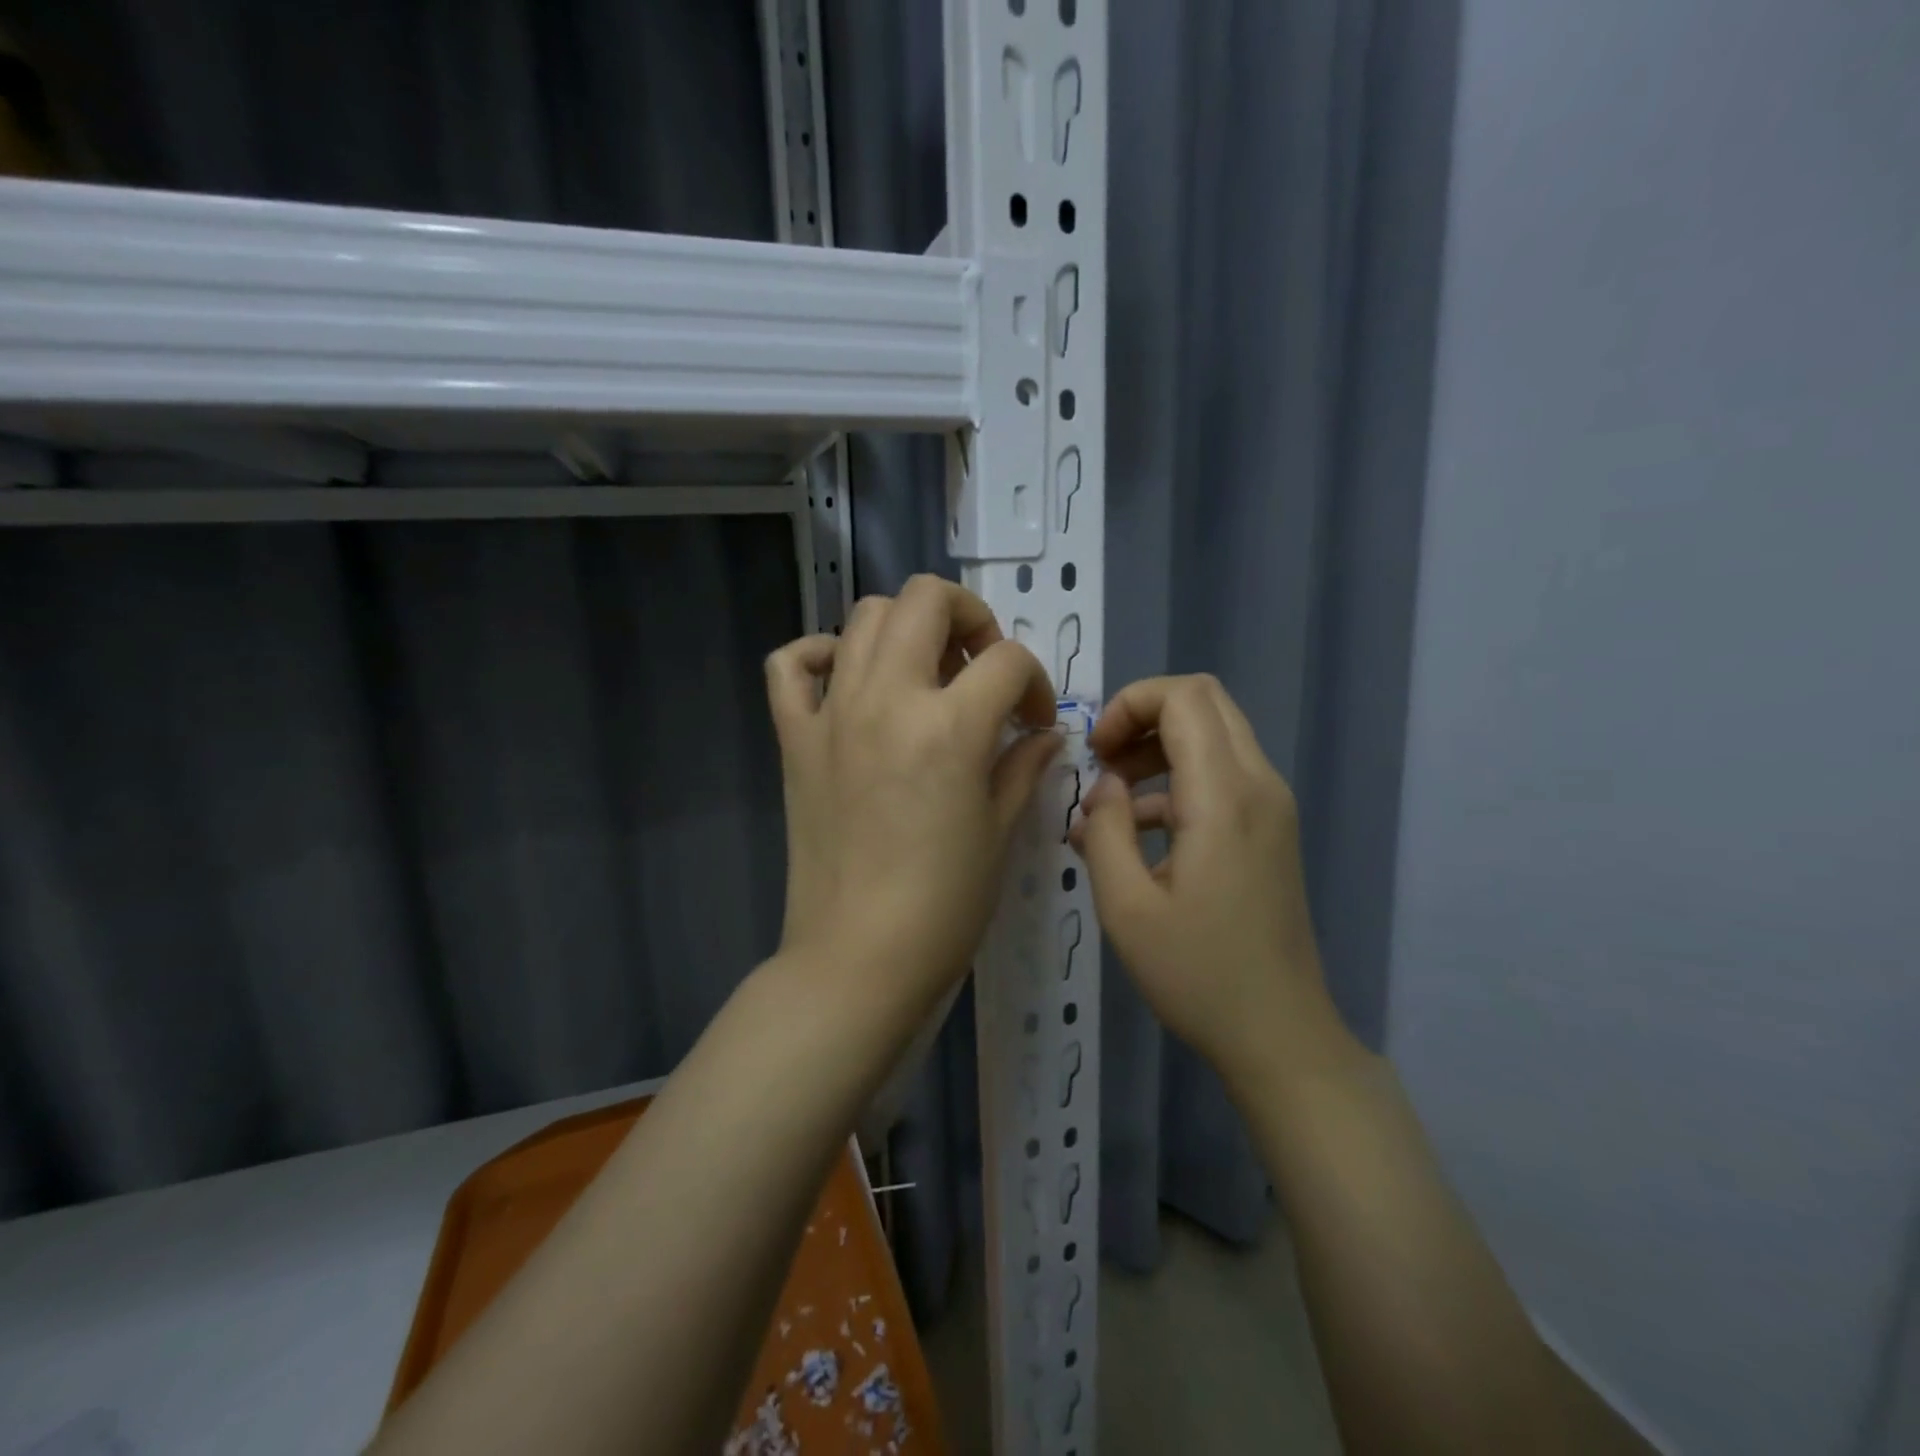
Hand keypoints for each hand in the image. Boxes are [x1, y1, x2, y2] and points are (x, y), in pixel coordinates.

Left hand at [765, 576, 1060, 1017]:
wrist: (858, 959)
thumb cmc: (943, 906)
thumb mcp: (1000, 831)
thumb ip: (1024, 766)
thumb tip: (1043, 734)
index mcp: (949, 726)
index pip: (1007, 661)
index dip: (1035, 683)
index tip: (1034, 722)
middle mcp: (887, 699)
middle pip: (927, 599)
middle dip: (971, 618)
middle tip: (981, 668)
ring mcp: (832, 713)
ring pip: (865, 616)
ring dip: (907, 628)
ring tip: (926, 674)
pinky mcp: (794, 738)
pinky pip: (791, 665)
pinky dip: (820, 654)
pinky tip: (850, 680)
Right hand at [1070, 674, 1343, 1082]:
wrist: (1279, 1034)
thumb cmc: (1197, 974)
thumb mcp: (1126, 907)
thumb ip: (1106, 830)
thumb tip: (1105, 786)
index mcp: (1224, 797)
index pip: (1185, 696)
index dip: (1130, 704)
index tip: (1096, 752)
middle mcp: (1259, 785)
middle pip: (1204, 701)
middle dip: (1143, 716)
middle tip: (1103, 762)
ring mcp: (1272, 806)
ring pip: (1214, 734)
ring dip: (1157, 749)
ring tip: (1110, 802)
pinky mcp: (1270, 829)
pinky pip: (1221, 774)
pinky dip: (1176, 782)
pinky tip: (1136, 835)